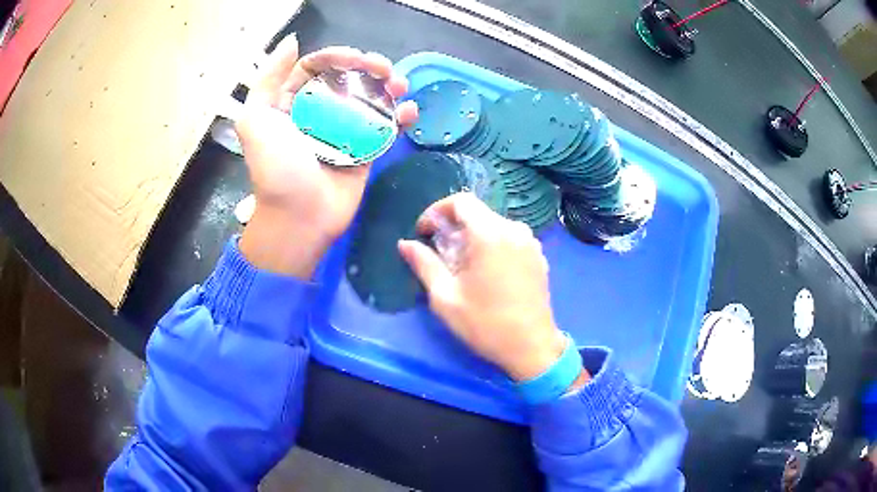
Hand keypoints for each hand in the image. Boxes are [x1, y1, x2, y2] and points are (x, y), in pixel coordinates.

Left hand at [236, 35, 417, 278]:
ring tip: (401, 86)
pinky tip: (410, 111)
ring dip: (388, 87)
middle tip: (385, 69)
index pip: (315, 67)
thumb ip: (268, 79)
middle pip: (346, 79)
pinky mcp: (364, 151)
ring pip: (368, 99)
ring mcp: (343, 132)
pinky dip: (400, 117)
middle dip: (368, 67)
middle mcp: (317, 112)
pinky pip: (384, 128)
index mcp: (289, 102)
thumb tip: (292, 42)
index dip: (337, 56)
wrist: (299, 219)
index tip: (356, 58)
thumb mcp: (255, 120)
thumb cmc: (276, 169)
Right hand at [399, 193, 588, 385]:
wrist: (532, 347)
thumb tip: (405, 244)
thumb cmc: (485, 323)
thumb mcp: (445, 297)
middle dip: (453, 226)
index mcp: (490, 234)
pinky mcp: (539, 256)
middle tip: (439, 252)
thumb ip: (424, 264)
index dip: (436, 211)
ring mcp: (530, 243)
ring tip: (462, 265)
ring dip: (473, 237)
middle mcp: (514, 230)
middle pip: (478, 213)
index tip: (424, 233)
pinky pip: (510, 239)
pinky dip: (492, 245)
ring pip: (494, 225)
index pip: (461, 201)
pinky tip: (486, 273)